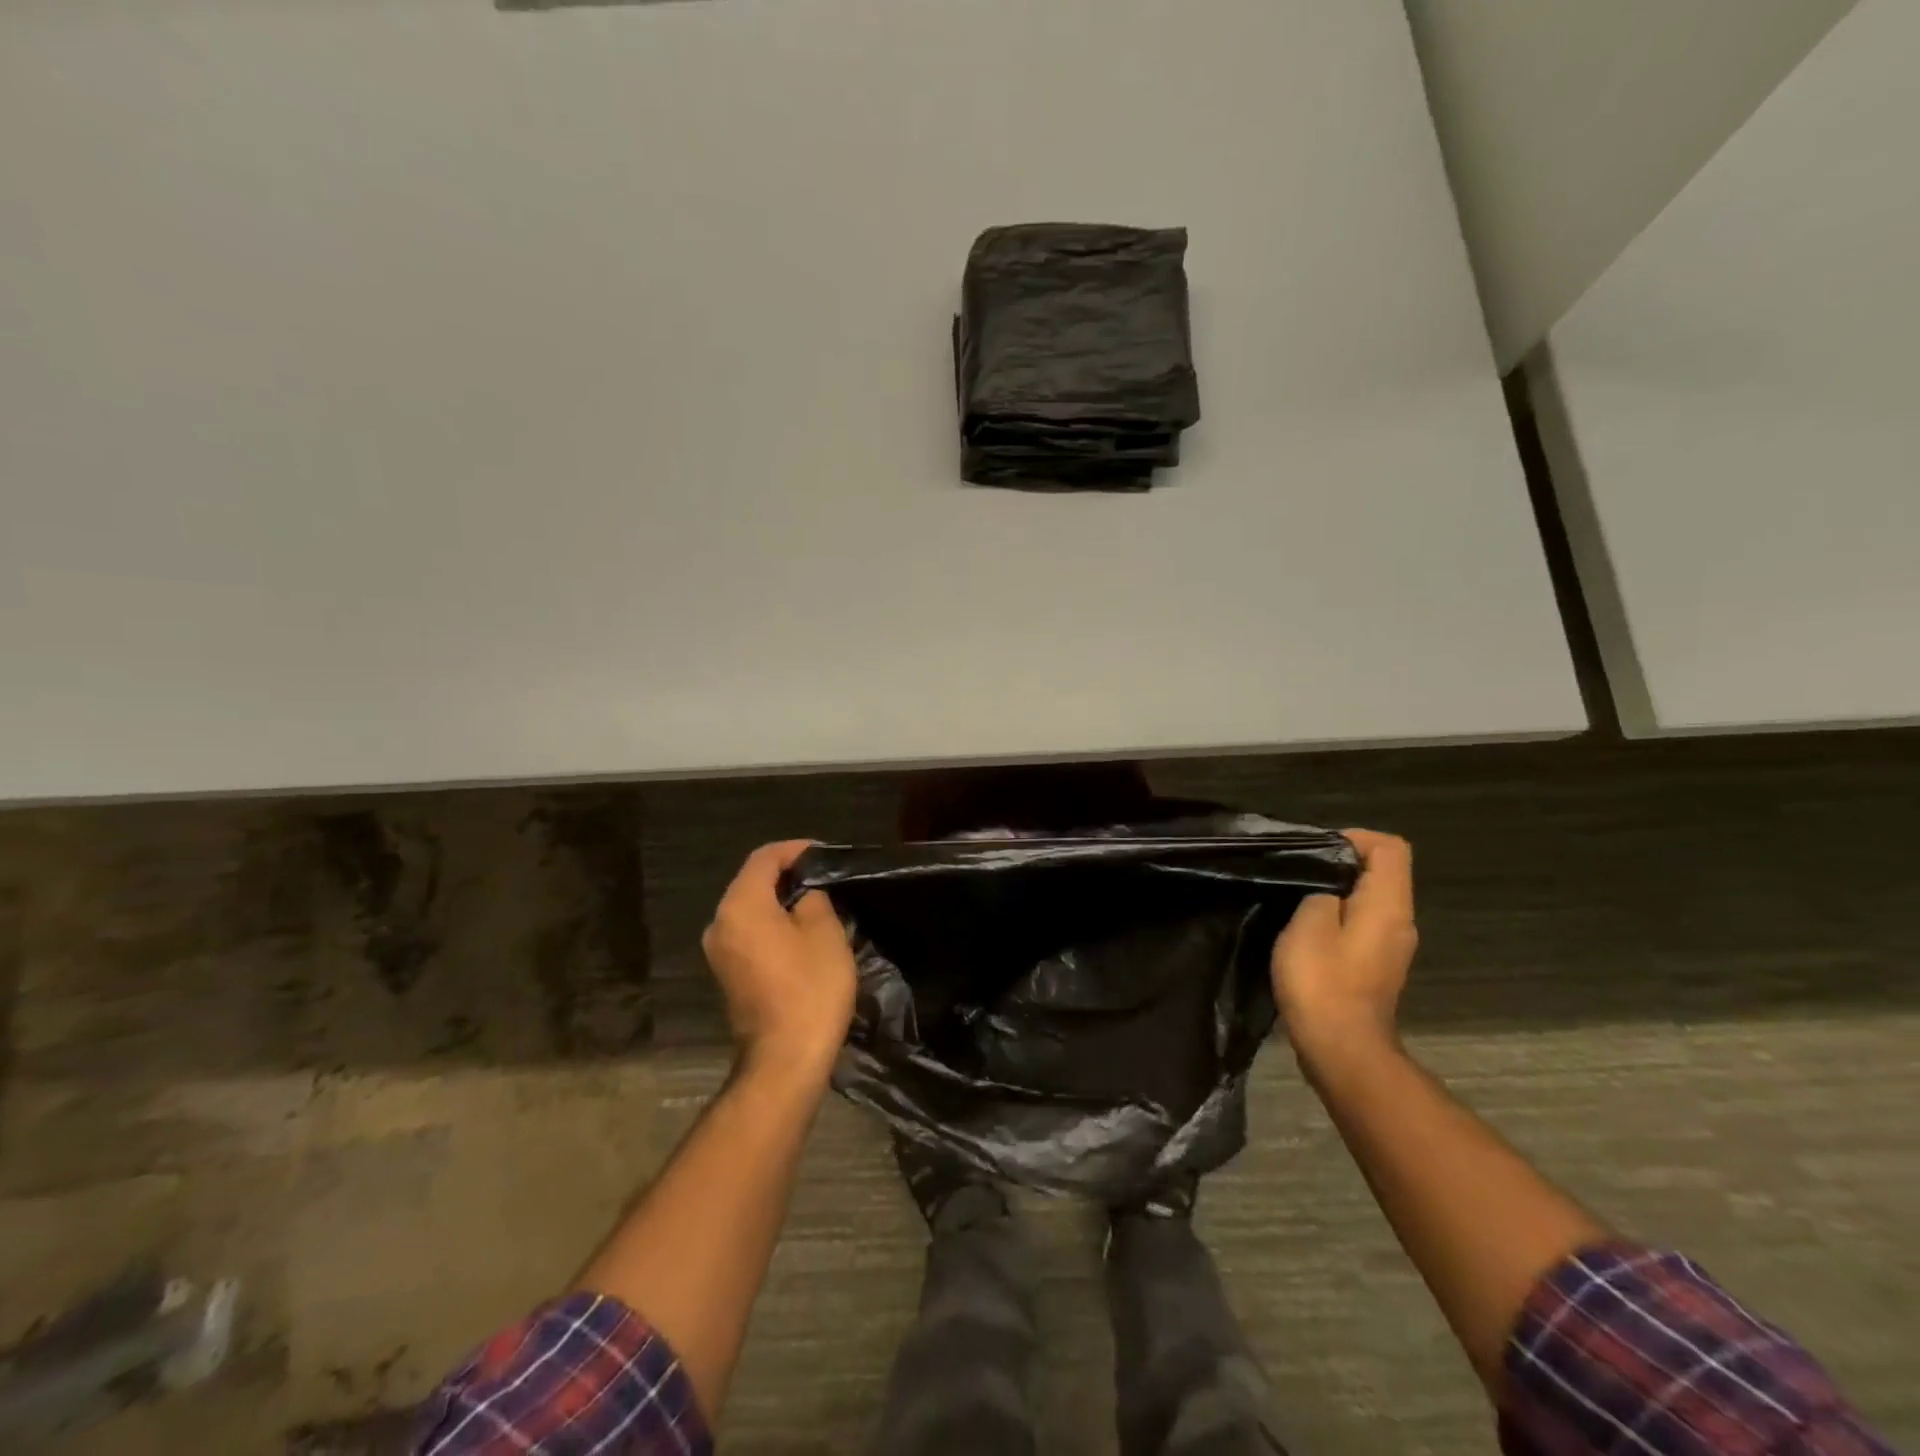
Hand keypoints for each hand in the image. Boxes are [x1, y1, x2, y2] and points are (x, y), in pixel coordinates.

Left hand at [702, 841, 857, 1076]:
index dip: (795, 849)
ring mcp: (719, 952)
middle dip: (787, 875)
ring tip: (817, 902)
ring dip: (780, 901)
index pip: (764, 858)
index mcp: (740, 905)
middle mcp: (720, 923)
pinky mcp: (727, 975)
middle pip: (752, 883)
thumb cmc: (809, 988)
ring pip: (750, 910)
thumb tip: (804, 895)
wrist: (784, 1059)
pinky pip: (749, 934)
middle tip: (823, 876)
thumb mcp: (825, 932)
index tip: (824, 854)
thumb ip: (813, 899)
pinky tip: (801, 932)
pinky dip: (772, 924)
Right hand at [1271, 829, 1417, 1058]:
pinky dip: (1337, 918)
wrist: (1341, 1050)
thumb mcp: (1308, 925)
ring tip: (1296, 899)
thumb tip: (1326, 891)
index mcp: (1387, 906)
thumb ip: (1319, 894)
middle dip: (1341, 864)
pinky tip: (1306, 933)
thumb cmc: (1323, 982)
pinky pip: (1362, 926)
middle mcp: (1399, 922)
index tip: (1317, 849)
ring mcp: (1391, 948)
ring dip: (1336, 893)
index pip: (1391, 848)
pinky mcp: (1376, 968)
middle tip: (1299, 872)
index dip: (1355, 837)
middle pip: (1382, 873)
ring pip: (1370, 901)